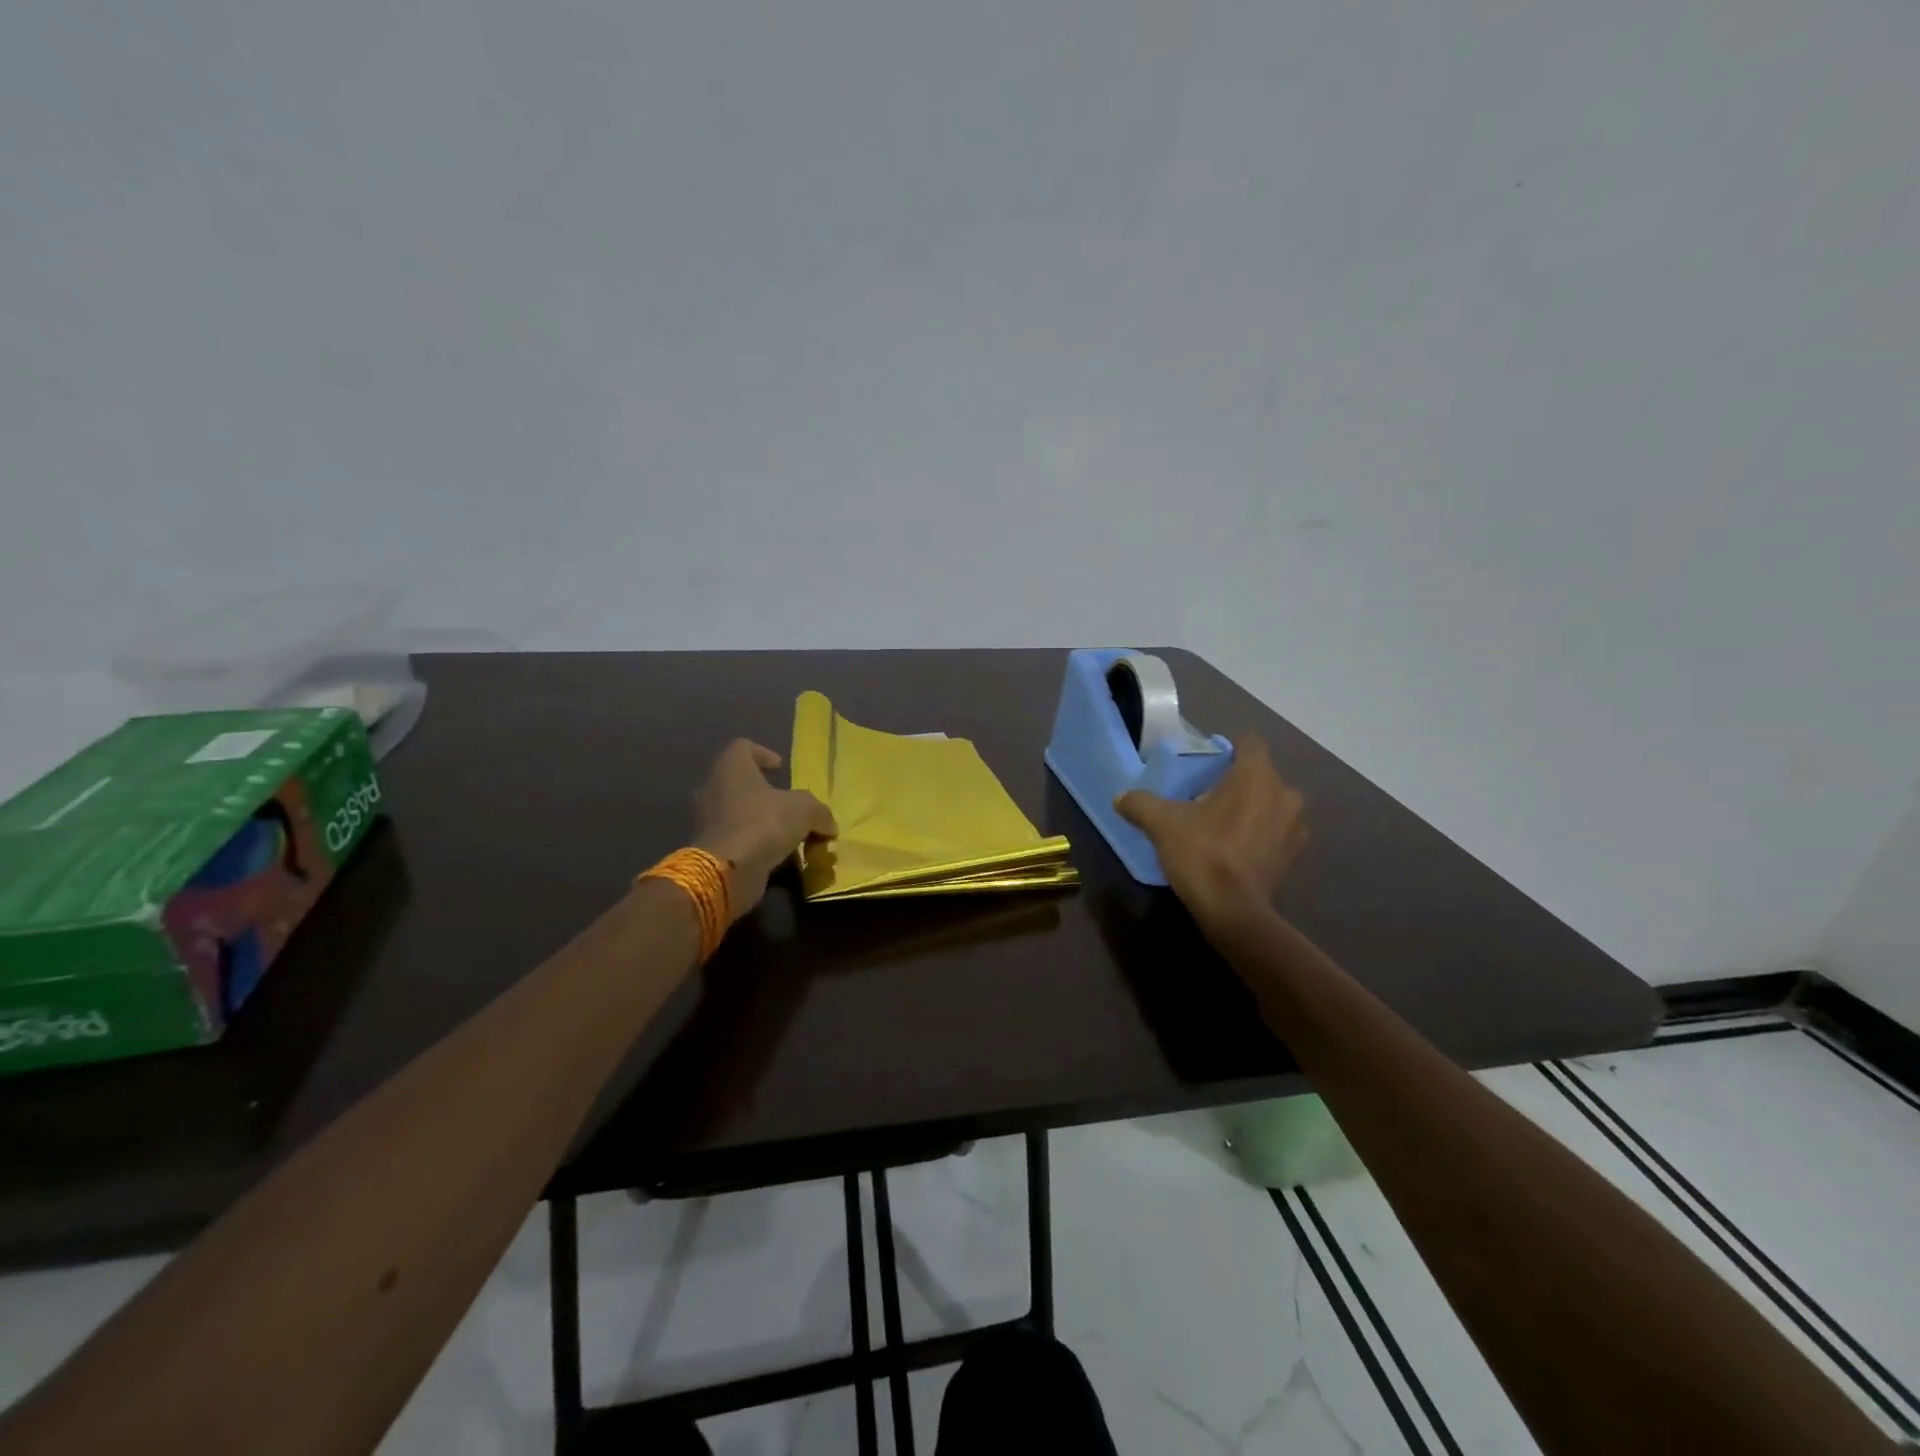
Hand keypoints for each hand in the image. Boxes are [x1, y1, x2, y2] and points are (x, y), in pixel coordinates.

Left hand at [693, 740, 837, 922]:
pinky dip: (755, 843)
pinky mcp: (709, 848)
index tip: (781, 768)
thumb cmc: (764, 823)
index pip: (742, 747)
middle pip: (741, 782)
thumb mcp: (805, 810)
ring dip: (761, 820)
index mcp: (731, 768)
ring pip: (738, 812)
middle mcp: (714, 789)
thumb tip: (829, 825)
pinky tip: (777, 855)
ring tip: (788, 834)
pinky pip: (736, 838)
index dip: (763, 754)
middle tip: (789, 804)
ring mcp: (708, 820)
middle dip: (765, 793)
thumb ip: (819, 812)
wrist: (728, 871)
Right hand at [1114, 735, 1306, 933]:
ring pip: (1272, 803)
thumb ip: (1140, 804)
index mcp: (1256, 776)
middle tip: (1208, 796)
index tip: (1207, 763)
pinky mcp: (1295, 855)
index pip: (1249, 742)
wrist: (1233, 910)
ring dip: (1254, 808)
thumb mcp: (1161, 824)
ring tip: (1223, 824)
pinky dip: (1261, 834)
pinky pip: (1277, 832)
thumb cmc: (1202, 853)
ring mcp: (1295, 826)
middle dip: (1238, 781)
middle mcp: (1284, 794)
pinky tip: (1237, 849)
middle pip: (1261, 774)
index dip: (1228, 748)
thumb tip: (1120, 797)